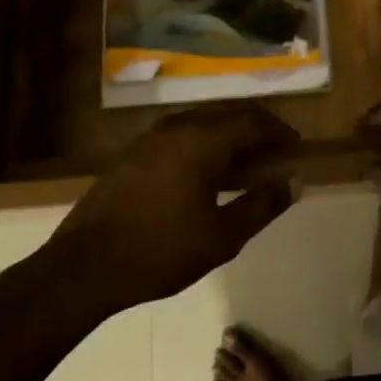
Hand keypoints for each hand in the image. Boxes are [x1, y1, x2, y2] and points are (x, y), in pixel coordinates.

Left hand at [46, 106, 299, 312]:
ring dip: (229, 138)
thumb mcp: (222, 236)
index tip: (296, 148)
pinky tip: (207, 175)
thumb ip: (262, 205)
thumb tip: (294, 182)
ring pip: (203, 124)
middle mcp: (178, 126)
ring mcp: (151, 136)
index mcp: (203, 139)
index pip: (254, 121)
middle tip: (276, 154)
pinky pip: (181, 135)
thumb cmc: (160, 251)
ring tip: (246, 166)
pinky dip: (204, 145)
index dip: (280, 132)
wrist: (84, 265)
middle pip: (229, 115)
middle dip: (257, 131)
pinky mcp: (133, 151)